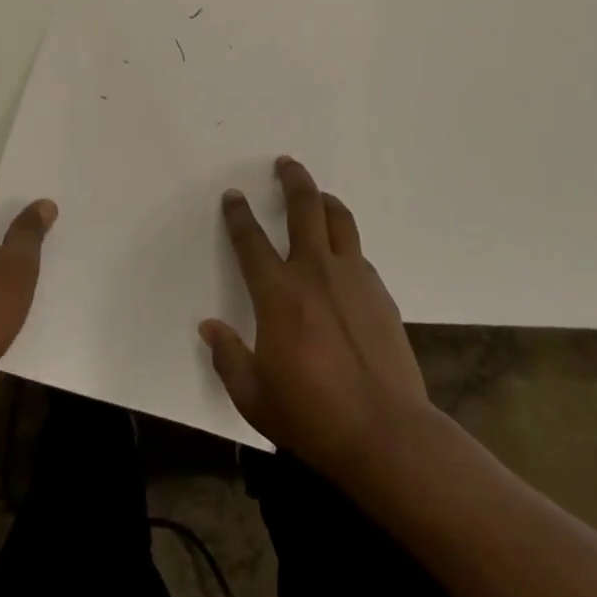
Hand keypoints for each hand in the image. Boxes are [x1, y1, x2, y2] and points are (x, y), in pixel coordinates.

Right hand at [200, 156, 428, 476]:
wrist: (387, 433)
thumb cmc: (312, 416)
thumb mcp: (255, 397)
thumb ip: (228, 358)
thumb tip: (210, 328)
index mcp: (278, 293)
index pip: (250, 240)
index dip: (238, 214)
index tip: (233, 196)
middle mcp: (315, 272)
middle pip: (304, 207)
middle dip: (292, 179)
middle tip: (286, 163)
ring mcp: (353, 278)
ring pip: (339, 220)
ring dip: (325, 200)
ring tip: (318, 195)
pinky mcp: (381, 293)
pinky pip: (359, 255)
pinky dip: (346, 245)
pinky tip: (344, 259)